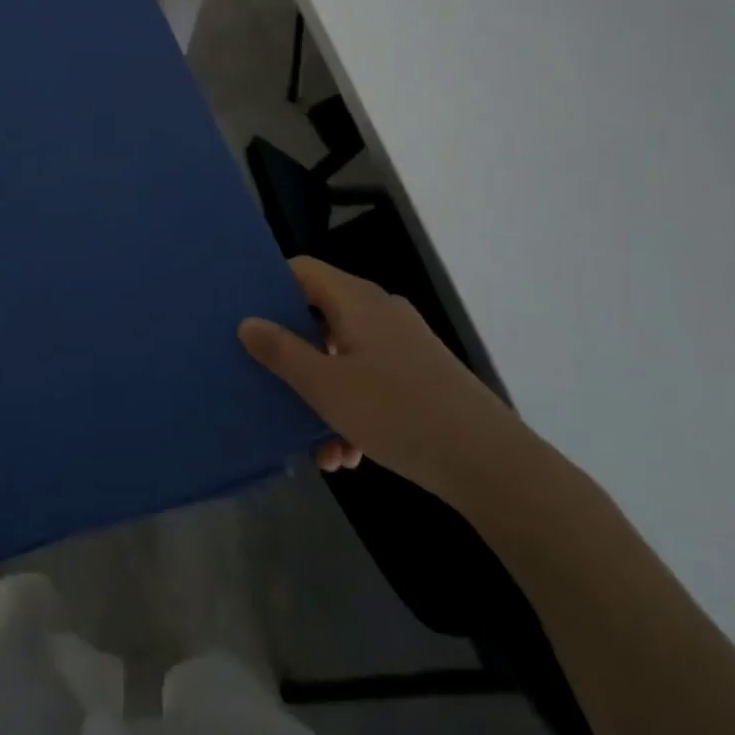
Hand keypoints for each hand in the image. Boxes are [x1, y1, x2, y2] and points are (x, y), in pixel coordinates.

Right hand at [239, 256, 517, 493]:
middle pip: (319, 318)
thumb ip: (281, 352)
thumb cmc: (398, 413)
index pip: (301, 270)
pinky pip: (371, 381)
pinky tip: (348, 455)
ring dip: (323, 396)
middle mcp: (380, 312)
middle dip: (293, 358)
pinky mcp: (420, 376)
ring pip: (344, 357)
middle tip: (269, 386)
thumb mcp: (326, 387)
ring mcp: (403, 344)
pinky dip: (353, 410)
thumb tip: (247, 323)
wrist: (490, 463)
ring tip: (317, 447)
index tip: (244, 319)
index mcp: (356, 300)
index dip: (269, 288)